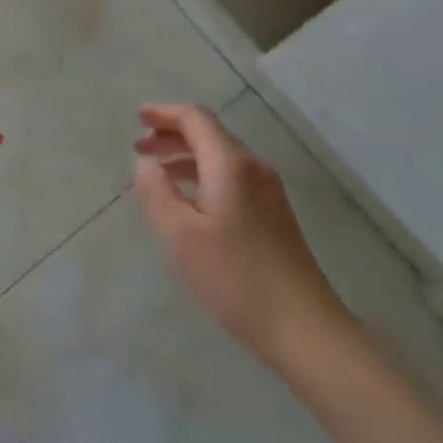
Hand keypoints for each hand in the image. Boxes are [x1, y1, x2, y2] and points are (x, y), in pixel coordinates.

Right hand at [133, 103, 350, 367]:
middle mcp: (253, 168)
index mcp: (230, 164)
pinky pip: (231, 178)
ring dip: (186, 156)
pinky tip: (188, 200)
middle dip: (172, 134)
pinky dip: (203, 175)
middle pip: (209, 134)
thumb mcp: (180, 235)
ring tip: (157, 173)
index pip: (195, 119)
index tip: (138, 117)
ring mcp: (268, 192)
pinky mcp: (273, 215)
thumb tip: (146, 163)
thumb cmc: (235, 278)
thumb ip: (157, 192)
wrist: (304, 328)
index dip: (164, 113)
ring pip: (220, 157)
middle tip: (140, 147)